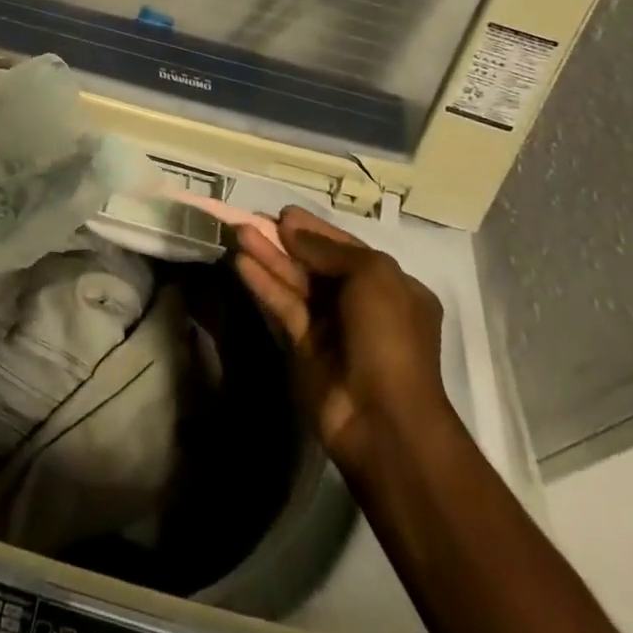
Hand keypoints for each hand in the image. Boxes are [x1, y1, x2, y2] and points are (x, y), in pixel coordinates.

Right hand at [234, 206, 451, 469]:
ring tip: (239, 233)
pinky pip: (283, 307)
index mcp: (393, 287)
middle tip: (251, 220)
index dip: (316, 230)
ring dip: (268, 258)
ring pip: (296, 283)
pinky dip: (263, 285)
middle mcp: (363, 305)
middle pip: (317, 265)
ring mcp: (332, 328)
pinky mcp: (304, 348)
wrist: (382, 418)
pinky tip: (241, 264)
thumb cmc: (388, 336)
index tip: (284, 214)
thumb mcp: (373, 276)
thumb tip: (293, 229)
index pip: (348, 250)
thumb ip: (329, 249)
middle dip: (285, 242)